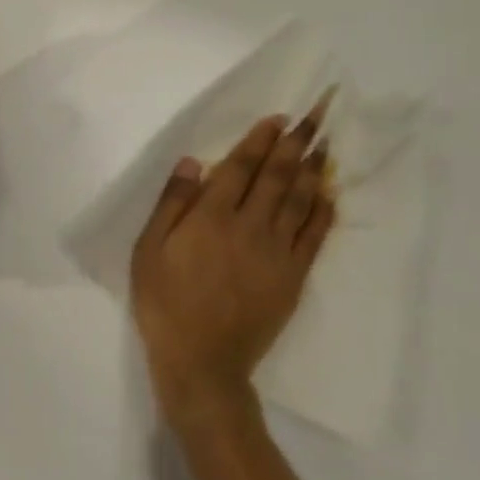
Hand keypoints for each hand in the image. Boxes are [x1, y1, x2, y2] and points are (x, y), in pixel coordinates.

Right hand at [130, 102, 335, 417]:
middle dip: (296, 142)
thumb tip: (193, 161)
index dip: (260, 139)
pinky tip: (329, 193)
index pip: (241, 167)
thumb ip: (172, 203)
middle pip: (277, 176)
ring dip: (313, 168)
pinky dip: (323, 212)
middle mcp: (249, 226)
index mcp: (212, 217)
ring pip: (300, 201)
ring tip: (325, 142)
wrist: (202, 365)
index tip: (279, 117)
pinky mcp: (293, 278)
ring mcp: (276, 253)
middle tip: (315, 115)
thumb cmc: (165, 302)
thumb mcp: (149, 250)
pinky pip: (314, 238)